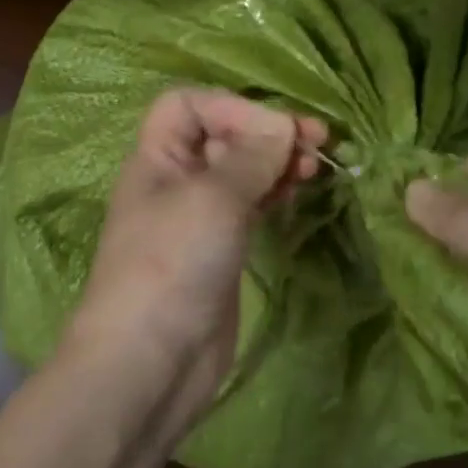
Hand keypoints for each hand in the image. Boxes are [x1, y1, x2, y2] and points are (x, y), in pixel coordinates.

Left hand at [64, 88, 326, 428]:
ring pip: (241, 173)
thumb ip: (251, 156)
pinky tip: (297, 195)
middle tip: (317, 143)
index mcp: (157, 158)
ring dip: (276, 164)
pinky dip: (274, 195)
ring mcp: (198, 220)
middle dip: (266, 133)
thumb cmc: (173, 265)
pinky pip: (250, 208)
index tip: (275, 131)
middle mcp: (175, 182)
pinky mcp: (220, 252)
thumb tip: (283, 125)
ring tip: (315, 168)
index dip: (232, 106)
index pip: (189, 105)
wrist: (151, 362)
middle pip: (221, 136)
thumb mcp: (213, 199)